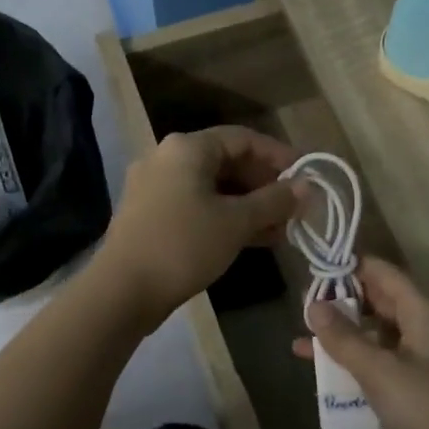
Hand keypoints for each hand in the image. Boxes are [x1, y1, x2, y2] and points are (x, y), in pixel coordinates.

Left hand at [93, 126, 297, 330]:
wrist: (122, 290)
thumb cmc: (184, 246)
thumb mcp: (237, 222)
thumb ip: (274, 201)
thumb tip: (306, 187)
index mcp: (187, 148)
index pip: (244, 138)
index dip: (279, 156)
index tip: (305, 178)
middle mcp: (167, 158)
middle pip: (227, 162)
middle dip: (264, 185)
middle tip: (293, 209)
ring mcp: (154, 187)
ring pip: (212, 187)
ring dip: (247, 205)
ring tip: (279, 230)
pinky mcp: (149, 214)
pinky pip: (196, 205)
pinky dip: (224, 217)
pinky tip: (250, 239)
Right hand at [294, 257, 428, 428]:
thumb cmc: (428, 408)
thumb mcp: (379, 370)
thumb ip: (344, 338)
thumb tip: (313, 305)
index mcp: (421, 312)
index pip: (382, 272)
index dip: (349, 268)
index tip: (313, 273)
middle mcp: (424, 328)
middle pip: (379, 302)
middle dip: (342, 304)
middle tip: (303, 311)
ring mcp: (423, 360)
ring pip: (377, 336)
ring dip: (344, 338)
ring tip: (303, 343)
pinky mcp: (419, 389)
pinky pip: (382, 365)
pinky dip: (356, 365)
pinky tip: (327, 378)